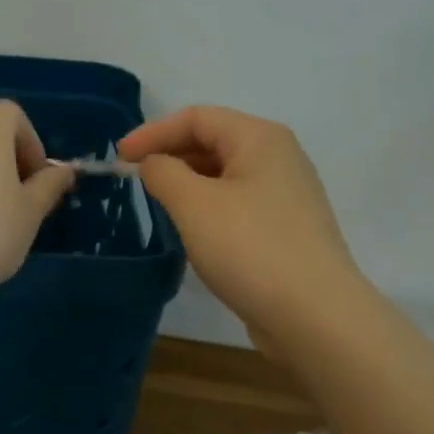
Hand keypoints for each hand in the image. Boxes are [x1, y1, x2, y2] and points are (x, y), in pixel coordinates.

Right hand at [118, 106, 361, 337]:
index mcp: (260, 138)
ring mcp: (287, 195)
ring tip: (158, 204)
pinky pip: (238, 204)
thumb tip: (154, 164)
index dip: (153, 132)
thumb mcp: (194, 205)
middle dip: (171, 156)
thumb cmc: (250, 248)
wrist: (314, 315)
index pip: (197, 117)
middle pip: (214, 141)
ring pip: (226, 175)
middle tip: (134, 180)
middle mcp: (279, 158)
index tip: (119, 158)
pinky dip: (209, 207)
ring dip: (188, 183)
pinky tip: (192, 230)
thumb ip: (164, 173)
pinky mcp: (286, 229)